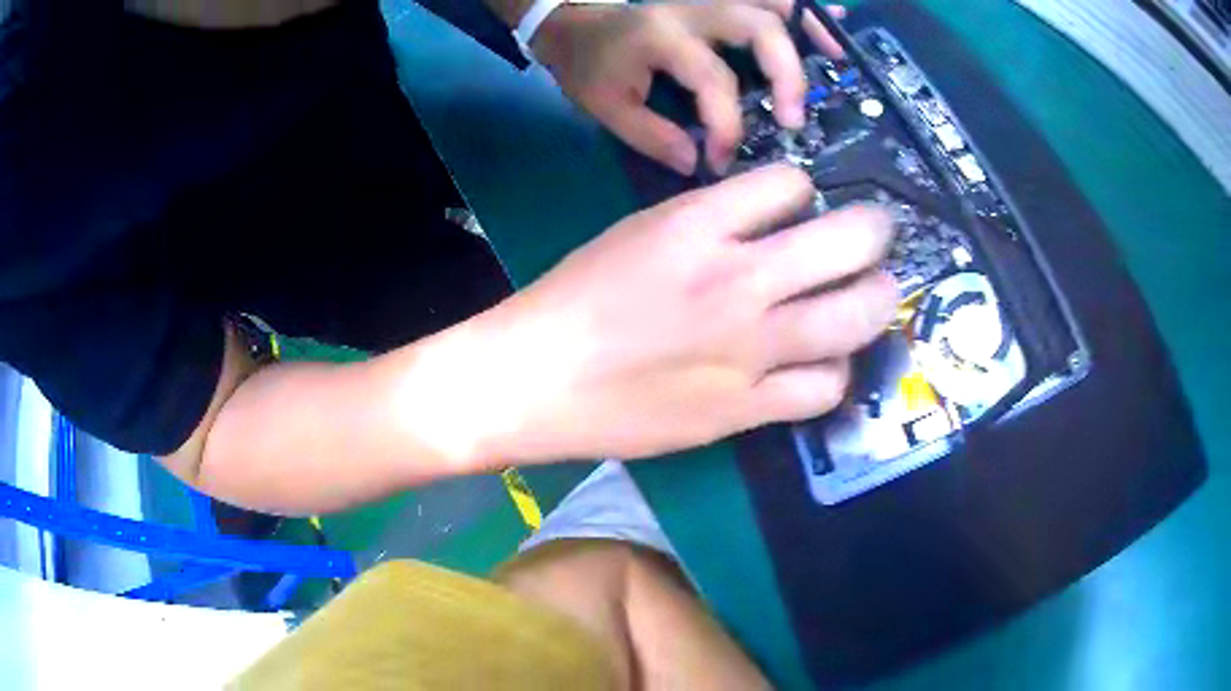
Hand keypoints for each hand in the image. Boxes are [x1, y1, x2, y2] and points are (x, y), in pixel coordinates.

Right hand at [479, 165, 896, 462]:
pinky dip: (835, 372)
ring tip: (874, 294)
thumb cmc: (574, 298)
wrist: (534, 380)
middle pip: (851, 240)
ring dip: (877, 298)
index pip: (792, 183)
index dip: (804, 190)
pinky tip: (821, 365)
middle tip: (876, 236)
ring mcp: (750, 351)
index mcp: (697, 226)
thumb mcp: (640, 234)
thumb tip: (770, 224)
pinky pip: (825, 387)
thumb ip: (709, 223)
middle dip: (875, 230)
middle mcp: (737, 281)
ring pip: (858, 316)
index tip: (801, 205)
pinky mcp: (745, 409)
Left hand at [530, 1, 847, 174]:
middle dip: (786, 73)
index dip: (727, 126)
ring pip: (770, 2)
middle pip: (759, 27)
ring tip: (836, 58)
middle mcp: (692, 11)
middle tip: (794, 119)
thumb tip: (698, 162)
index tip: (723, 160)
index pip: (714, 80)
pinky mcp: (716, 2)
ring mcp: (707, 1)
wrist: (575, 28)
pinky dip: (797, 11)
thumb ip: (652, 137)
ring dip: (807, 29)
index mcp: (661, 37)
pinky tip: (827, 24)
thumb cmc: (590, 67)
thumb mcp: (606, 108)